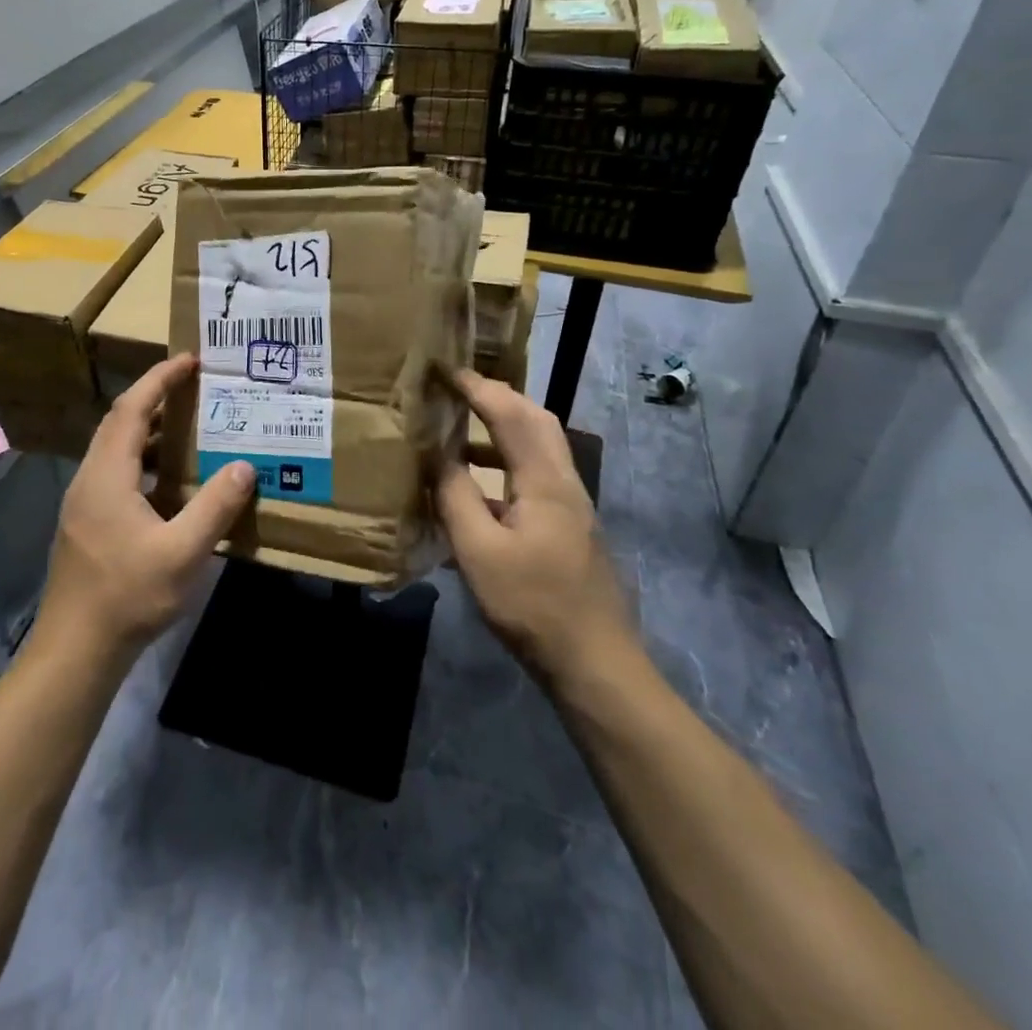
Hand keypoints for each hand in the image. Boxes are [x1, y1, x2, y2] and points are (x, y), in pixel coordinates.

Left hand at [34, 354, 253, 663]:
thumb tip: (244, 467)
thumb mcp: (182, 553)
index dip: (159, 380)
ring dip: (148, 432)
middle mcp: (89, 480)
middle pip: (119, 423)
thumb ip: (214, 507)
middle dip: (154, 398)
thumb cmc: (127, 596)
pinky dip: (143, 461)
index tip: (189, 360)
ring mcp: (83, 503)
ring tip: (187, 429)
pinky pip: (115, 473)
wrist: (75, 650)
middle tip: (193, 389)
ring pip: (115, 450)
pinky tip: (169, 484)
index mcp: (106, 476)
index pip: (131, 409)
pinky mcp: (86, 524)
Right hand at [436, 370, 635, 684]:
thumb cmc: (532, 604)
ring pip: (539, 445)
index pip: (509, 413)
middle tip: (456, 391)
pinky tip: (480, 486)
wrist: (594, 661)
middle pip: (535, 419)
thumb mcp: (479, 551)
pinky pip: (537, 471)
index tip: (443, 370)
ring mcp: (572, 504)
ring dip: (502, 427)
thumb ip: (455, 496)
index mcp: (544, 480)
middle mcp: (564, 481)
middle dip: (496, 397)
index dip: (476, 387)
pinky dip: (507, 459)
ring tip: (460, 431)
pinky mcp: (570, 526)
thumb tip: (437, 455)